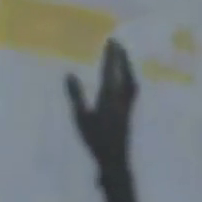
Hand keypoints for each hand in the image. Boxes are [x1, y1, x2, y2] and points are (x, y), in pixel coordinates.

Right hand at [68, 44, 137, 180]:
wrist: (115, 161)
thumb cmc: (95, 140)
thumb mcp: (81, 118)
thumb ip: (76, 95)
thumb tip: (69, 74)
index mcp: (109, 96)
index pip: (110, 70)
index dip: (110, 55)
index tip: (110, 40)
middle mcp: (122, 97)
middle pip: (123, 71)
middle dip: (121, 56)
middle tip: (117, 42)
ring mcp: (128, 104)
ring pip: (130, 79)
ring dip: (127, 65)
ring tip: (123, 56)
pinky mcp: (130, 111)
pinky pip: (132, 88)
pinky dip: (130, 77)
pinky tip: (127, 79)